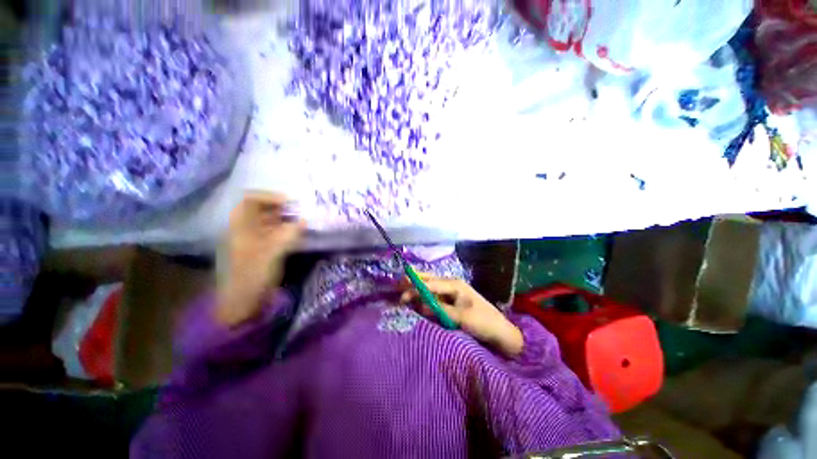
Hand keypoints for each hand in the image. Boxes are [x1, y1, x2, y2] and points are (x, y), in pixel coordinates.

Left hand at [215, 191, 305, 326]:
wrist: (243, 302)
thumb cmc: (253, 274)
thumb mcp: (272, 251)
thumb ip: (289, 233)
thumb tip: (304, 220)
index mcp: (240, 225)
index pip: (251, 199)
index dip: (270, 197)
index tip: (291, 203)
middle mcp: (246, 229)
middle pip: (262, 209)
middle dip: (282, 207)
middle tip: (301, 211)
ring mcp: (254, 240)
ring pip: (270, 221)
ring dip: (286, 219)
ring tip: (303, 221)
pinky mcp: (263, 250)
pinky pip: (276, 233)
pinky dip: (287, 231)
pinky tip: (299, 234)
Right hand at [400, 274, 522, 357]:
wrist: (501, 332)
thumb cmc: (483, 322)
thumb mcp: (460, 318)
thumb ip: (439, 310)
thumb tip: (419, 305)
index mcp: (454, 285)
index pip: (429, 284)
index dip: (414, 288)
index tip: (401, 294)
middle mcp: (451, 285)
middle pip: (428, 280)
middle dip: (413, 281)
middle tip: (398, 283)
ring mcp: (452, 292)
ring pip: (430, 287)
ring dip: (418, 288)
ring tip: (403, 289)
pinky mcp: (452, 301)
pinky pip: (435, 296)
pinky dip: (424, 297)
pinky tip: (417, 299)